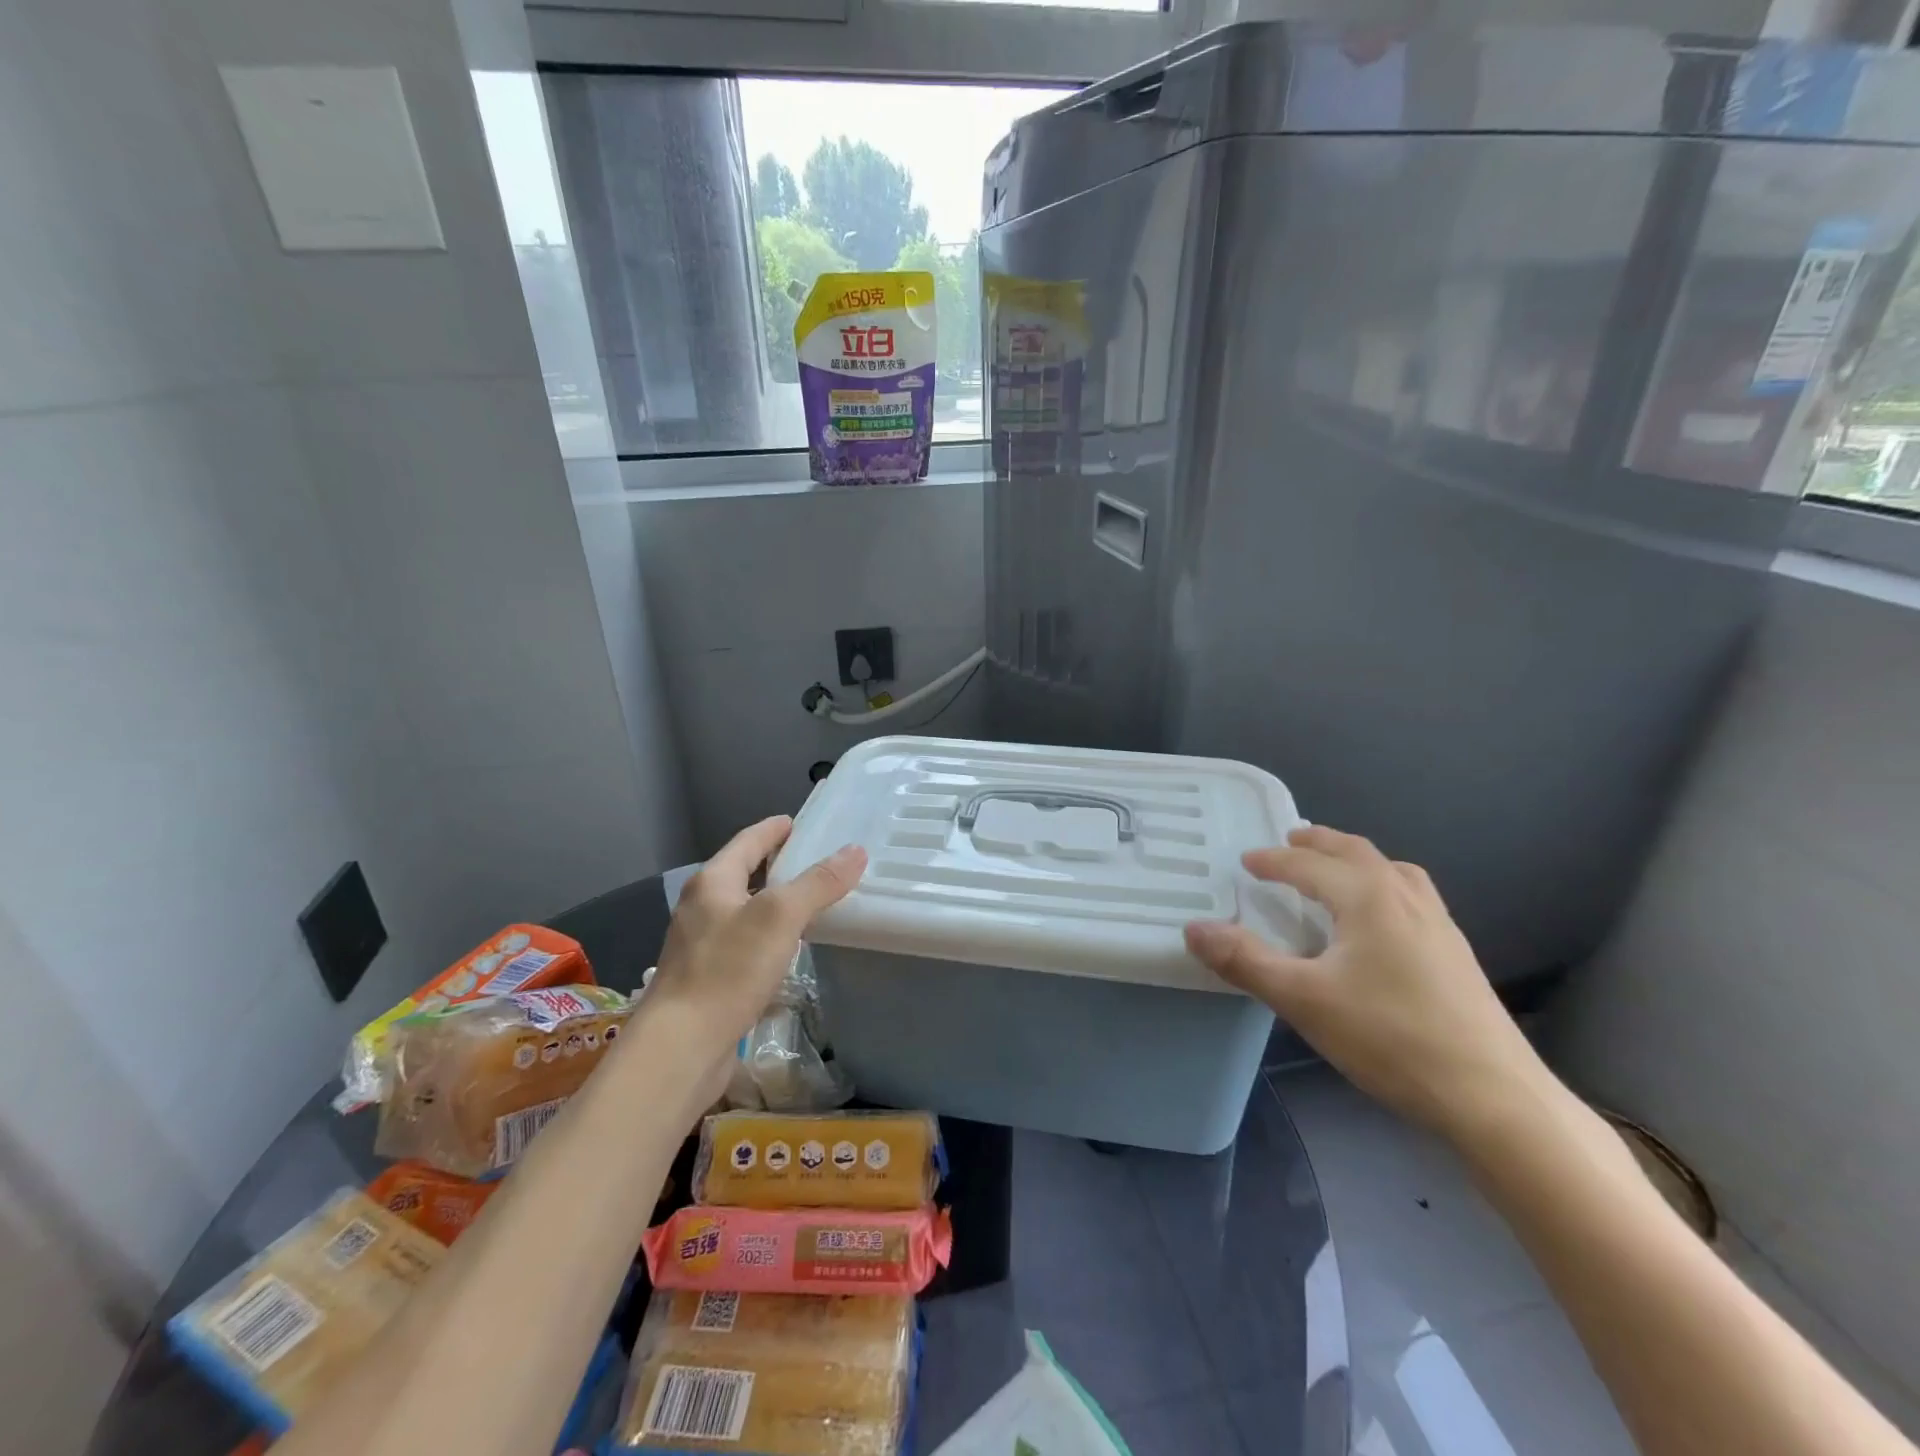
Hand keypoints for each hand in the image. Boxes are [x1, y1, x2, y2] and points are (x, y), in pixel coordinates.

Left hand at [645, 816, 865, 1085]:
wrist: (680, 1048)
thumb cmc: (728, 970)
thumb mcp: (780, 917)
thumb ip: (818, 883)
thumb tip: (855, 851)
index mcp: (712, 882)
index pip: (747, 841)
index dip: (773, 829)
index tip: (797, 822)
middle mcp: (701, 907)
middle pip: (742, 873)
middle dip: (775, 864)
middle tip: (813, 860)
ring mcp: (700, 945)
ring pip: (743, 910)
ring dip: (772, 902)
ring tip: (809, 901)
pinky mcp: (706, 979)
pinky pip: (743, 943)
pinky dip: (767, 935)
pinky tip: (787, 949)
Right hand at [1184, 825, 1548, 1140]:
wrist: (1494, 1097)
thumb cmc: (1390, 1038)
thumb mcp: (1303, 1000)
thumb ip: (1245, 961)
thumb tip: (1193, 929)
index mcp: (1368, 898)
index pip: (1309, 864)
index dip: (1273, 860)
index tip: (1246, 861)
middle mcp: (1405, 897)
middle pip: (1356, 852)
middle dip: (1319, 843)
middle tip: (1289, 841)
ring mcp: (1438, 924)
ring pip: (1392, 870)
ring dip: (1355, 860)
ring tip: (1334, 870)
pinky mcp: (1456, 952)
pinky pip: (1411, 894)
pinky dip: (1382, 885)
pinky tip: (1379, 920)